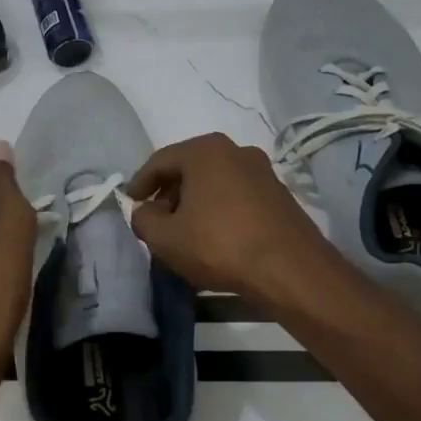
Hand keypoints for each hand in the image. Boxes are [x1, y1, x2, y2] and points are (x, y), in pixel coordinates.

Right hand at [125, 133, 338, 312]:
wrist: (290, 270)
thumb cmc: (220, 245)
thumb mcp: (165, 238)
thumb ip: (143, 219)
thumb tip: (144, 212)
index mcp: (205, 150)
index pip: (159, 161)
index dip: (139, 184)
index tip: (130, 204)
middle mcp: (236, 150)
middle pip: (189, 168)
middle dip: (168, 193)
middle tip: (156, 220)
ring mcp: (262, 171)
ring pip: (214, 182)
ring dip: (195, 202)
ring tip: (184, 231)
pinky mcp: (279, 194)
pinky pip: (236, 195)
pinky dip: (219, 209)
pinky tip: (215, 236)